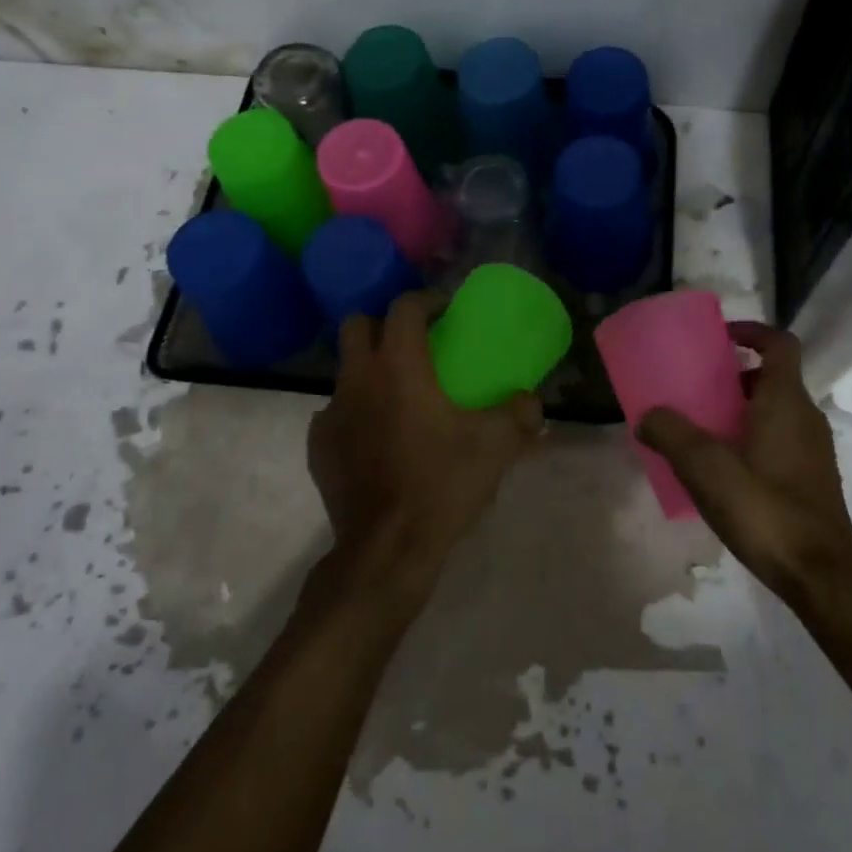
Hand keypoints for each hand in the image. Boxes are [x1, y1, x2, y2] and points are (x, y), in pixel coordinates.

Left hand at [307, 291, 544, 599]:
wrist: (387, 550)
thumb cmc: (442, 484)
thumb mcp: (496, 446)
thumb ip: (520, 414)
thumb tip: (532, 403)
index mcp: (399, 366)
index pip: (404, 308)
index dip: (426, 301)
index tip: (445, 311)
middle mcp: (358, 379)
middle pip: (357, 326)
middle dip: (383, 325)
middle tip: (413, 344)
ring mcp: (331, 413)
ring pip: (345, 371)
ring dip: (369, 371)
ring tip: (397, 397)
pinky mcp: (318, 447)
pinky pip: (335, 413)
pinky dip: (355, 413)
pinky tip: (376, 438)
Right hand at [638, 322, 851, 607]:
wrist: (822, 577)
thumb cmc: (765, 510)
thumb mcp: (706, 468)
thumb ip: (671, 434)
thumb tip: (647, 416)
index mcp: (786, 402)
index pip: (780, 343)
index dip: (752, 331)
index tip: (720, 338)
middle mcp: (806, 418)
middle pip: (774, 377)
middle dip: (736, 375)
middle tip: (699, 388)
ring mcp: (814, 451)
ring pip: (777, 411)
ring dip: (743, 409)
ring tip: (704, 430)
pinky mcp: (813, 480)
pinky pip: (781, 440)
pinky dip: (754, 438)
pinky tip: (725, 471)